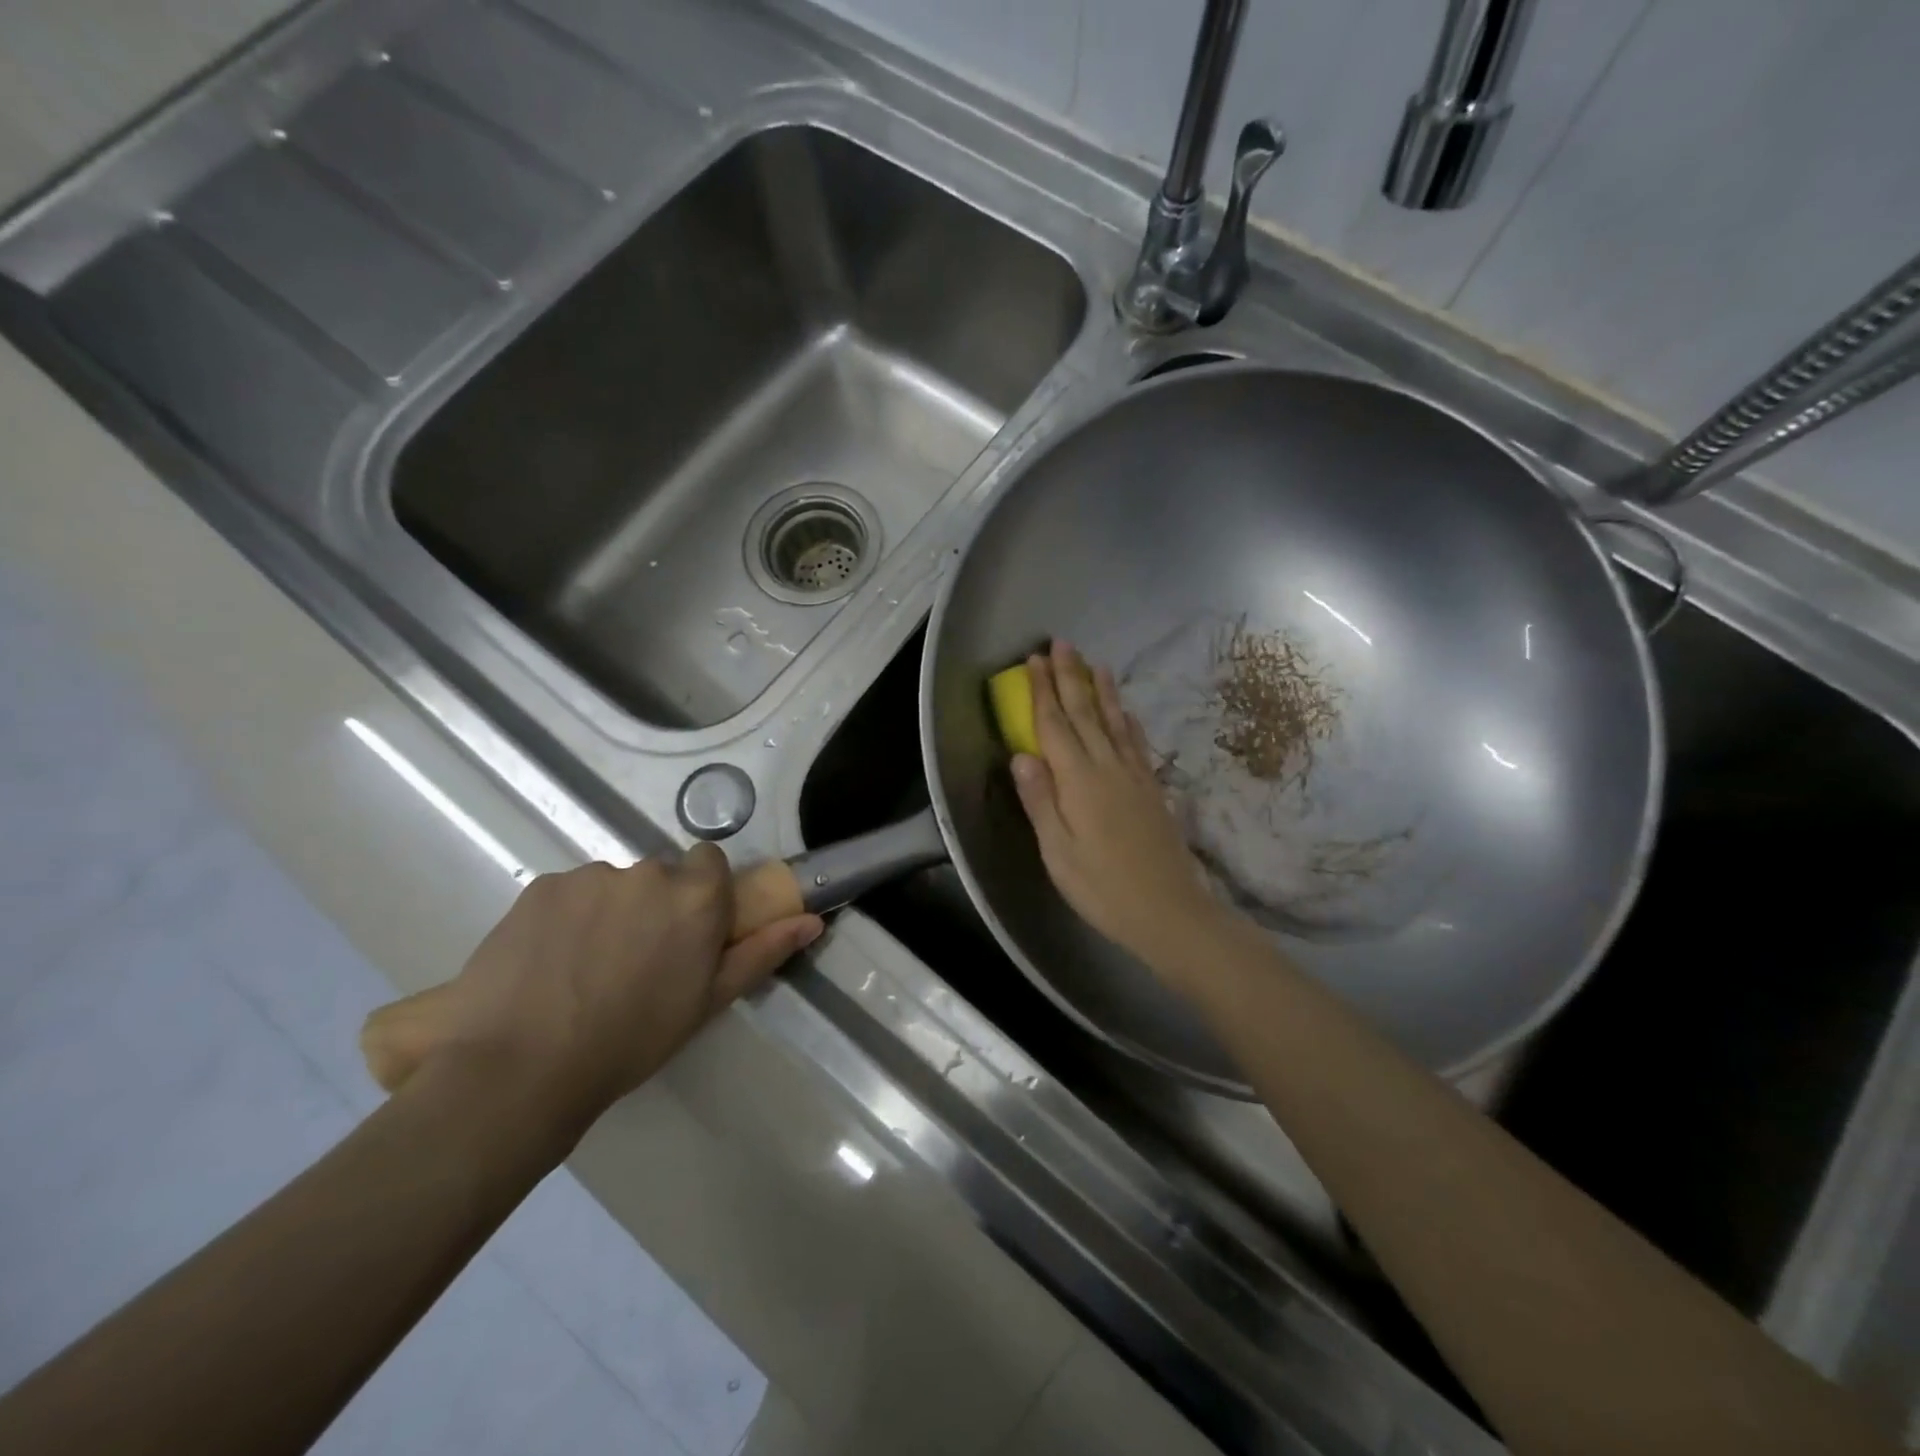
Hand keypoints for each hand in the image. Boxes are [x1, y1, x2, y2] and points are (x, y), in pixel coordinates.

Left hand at [411, 846, 821, 1133]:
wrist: (521, 1067)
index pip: (710, 861)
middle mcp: (648, 872)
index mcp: (696, 896)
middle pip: (660, 874)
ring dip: (609, 911)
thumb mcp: (708, 1001)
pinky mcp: (541, 886)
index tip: (687, 929)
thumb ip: (763, 951)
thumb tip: (813, 920)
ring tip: (584, 967)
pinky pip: (568, 892)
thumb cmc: (632, 1039)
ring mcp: (591, 876)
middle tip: (634, 959)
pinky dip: (566, 917)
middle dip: (654, 904)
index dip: (701, 892)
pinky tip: (548, 962)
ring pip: (612, 884)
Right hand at [1011, 641, 1238, 981]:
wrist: (1170, 911)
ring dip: (1102, 690)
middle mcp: (1108, 767)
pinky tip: (1125, 711)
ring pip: (1115, 721)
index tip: (1033, 660)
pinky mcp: (1152, 789)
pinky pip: (1136, 742)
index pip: (1055, 725)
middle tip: (1060, 644)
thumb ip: (1040, 801)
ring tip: (1094, 662)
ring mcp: (1135, 776)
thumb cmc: (1103, 888)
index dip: (1043, 691)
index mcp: (1079, 781)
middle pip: (1086, 713)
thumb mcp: (1058, 852)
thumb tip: (1021, 755)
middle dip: (1070, 677)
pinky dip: (1127, 719)